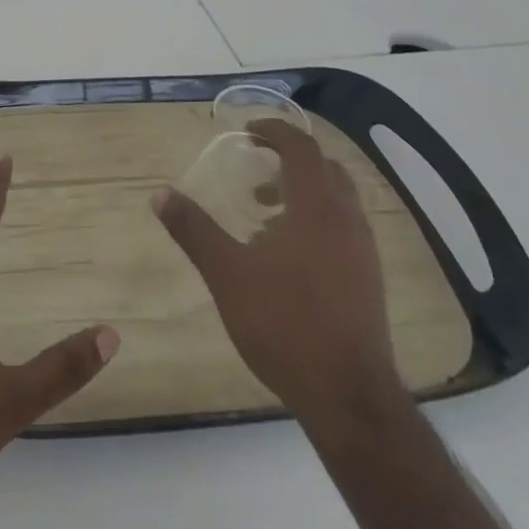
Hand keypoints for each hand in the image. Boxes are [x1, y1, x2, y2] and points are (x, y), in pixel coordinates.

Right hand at [154, 118, 403, 439]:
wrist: (348, 396)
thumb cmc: (285, 324)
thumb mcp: (227, 274)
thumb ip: (194, 230)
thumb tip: (161, 194)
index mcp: (317, 208)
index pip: (302, 148)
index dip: (275, 132)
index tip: (247, 132)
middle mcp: (347, 221)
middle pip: (326, 169)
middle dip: (290, 160)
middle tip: (256, 168)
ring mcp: (364, 252)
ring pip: (338, 201)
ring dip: (303, 192)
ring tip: (263, 214)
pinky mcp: (368, 280)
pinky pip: (343, 229)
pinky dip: (315, 220)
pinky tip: (286, 256)